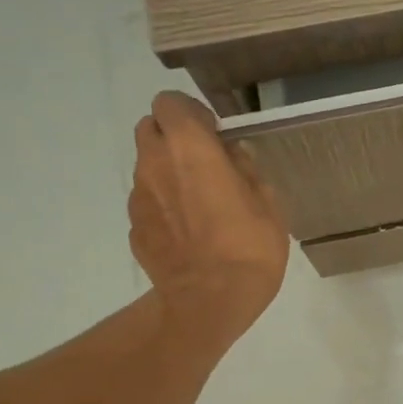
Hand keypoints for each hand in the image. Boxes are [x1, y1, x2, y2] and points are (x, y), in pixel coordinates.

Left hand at [130, 92, 288, 348]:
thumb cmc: (249, 247)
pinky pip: (148, 201)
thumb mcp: (268, 203)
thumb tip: (233, 156)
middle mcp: (154, 163)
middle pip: (150, 128)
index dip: (192, 113)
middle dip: (173, 137)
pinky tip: (188, 231)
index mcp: (189, 147)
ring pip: (147, 166)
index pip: (170, 102)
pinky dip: (163, 205)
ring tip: (199, 203)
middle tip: (204, 163)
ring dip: (168, 172)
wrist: (210, 301)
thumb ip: (247, 170)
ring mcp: (138, 196)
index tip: (215, 134)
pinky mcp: (134, 226)